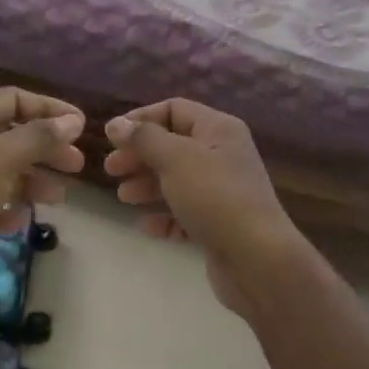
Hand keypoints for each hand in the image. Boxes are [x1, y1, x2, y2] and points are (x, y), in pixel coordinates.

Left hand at [0, 87, 84, 298]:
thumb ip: (37, 138)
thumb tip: (71, 120)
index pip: (13, 99)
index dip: (49, 109)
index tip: (82, 127)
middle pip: (12, 135)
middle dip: (45, 149)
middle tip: (77, 166)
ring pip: (3, 170)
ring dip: (32, 182)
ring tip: (58, 199)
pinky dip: (6, 209)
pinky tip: (16, 223)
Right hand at [103, 99, 305, 316]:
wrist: (256, 258)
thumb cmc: (215, 198)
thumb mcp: (176, 159)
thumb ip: (143, 138)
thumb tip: (117, 124)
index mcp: (219, 130)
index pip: (175, 109)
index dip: (141, 119)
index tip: (112, 138)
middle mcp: (223, 155)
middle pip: (172, 146)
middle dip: (140, 156)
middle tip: (111, 170)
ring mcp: (222, 191)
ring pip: (176, 180)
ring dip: (147, 186)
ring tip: (124, 198)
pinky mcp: (218, 224)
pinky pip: (185, 213)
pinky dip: (164, 216)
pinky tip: (146, 225)